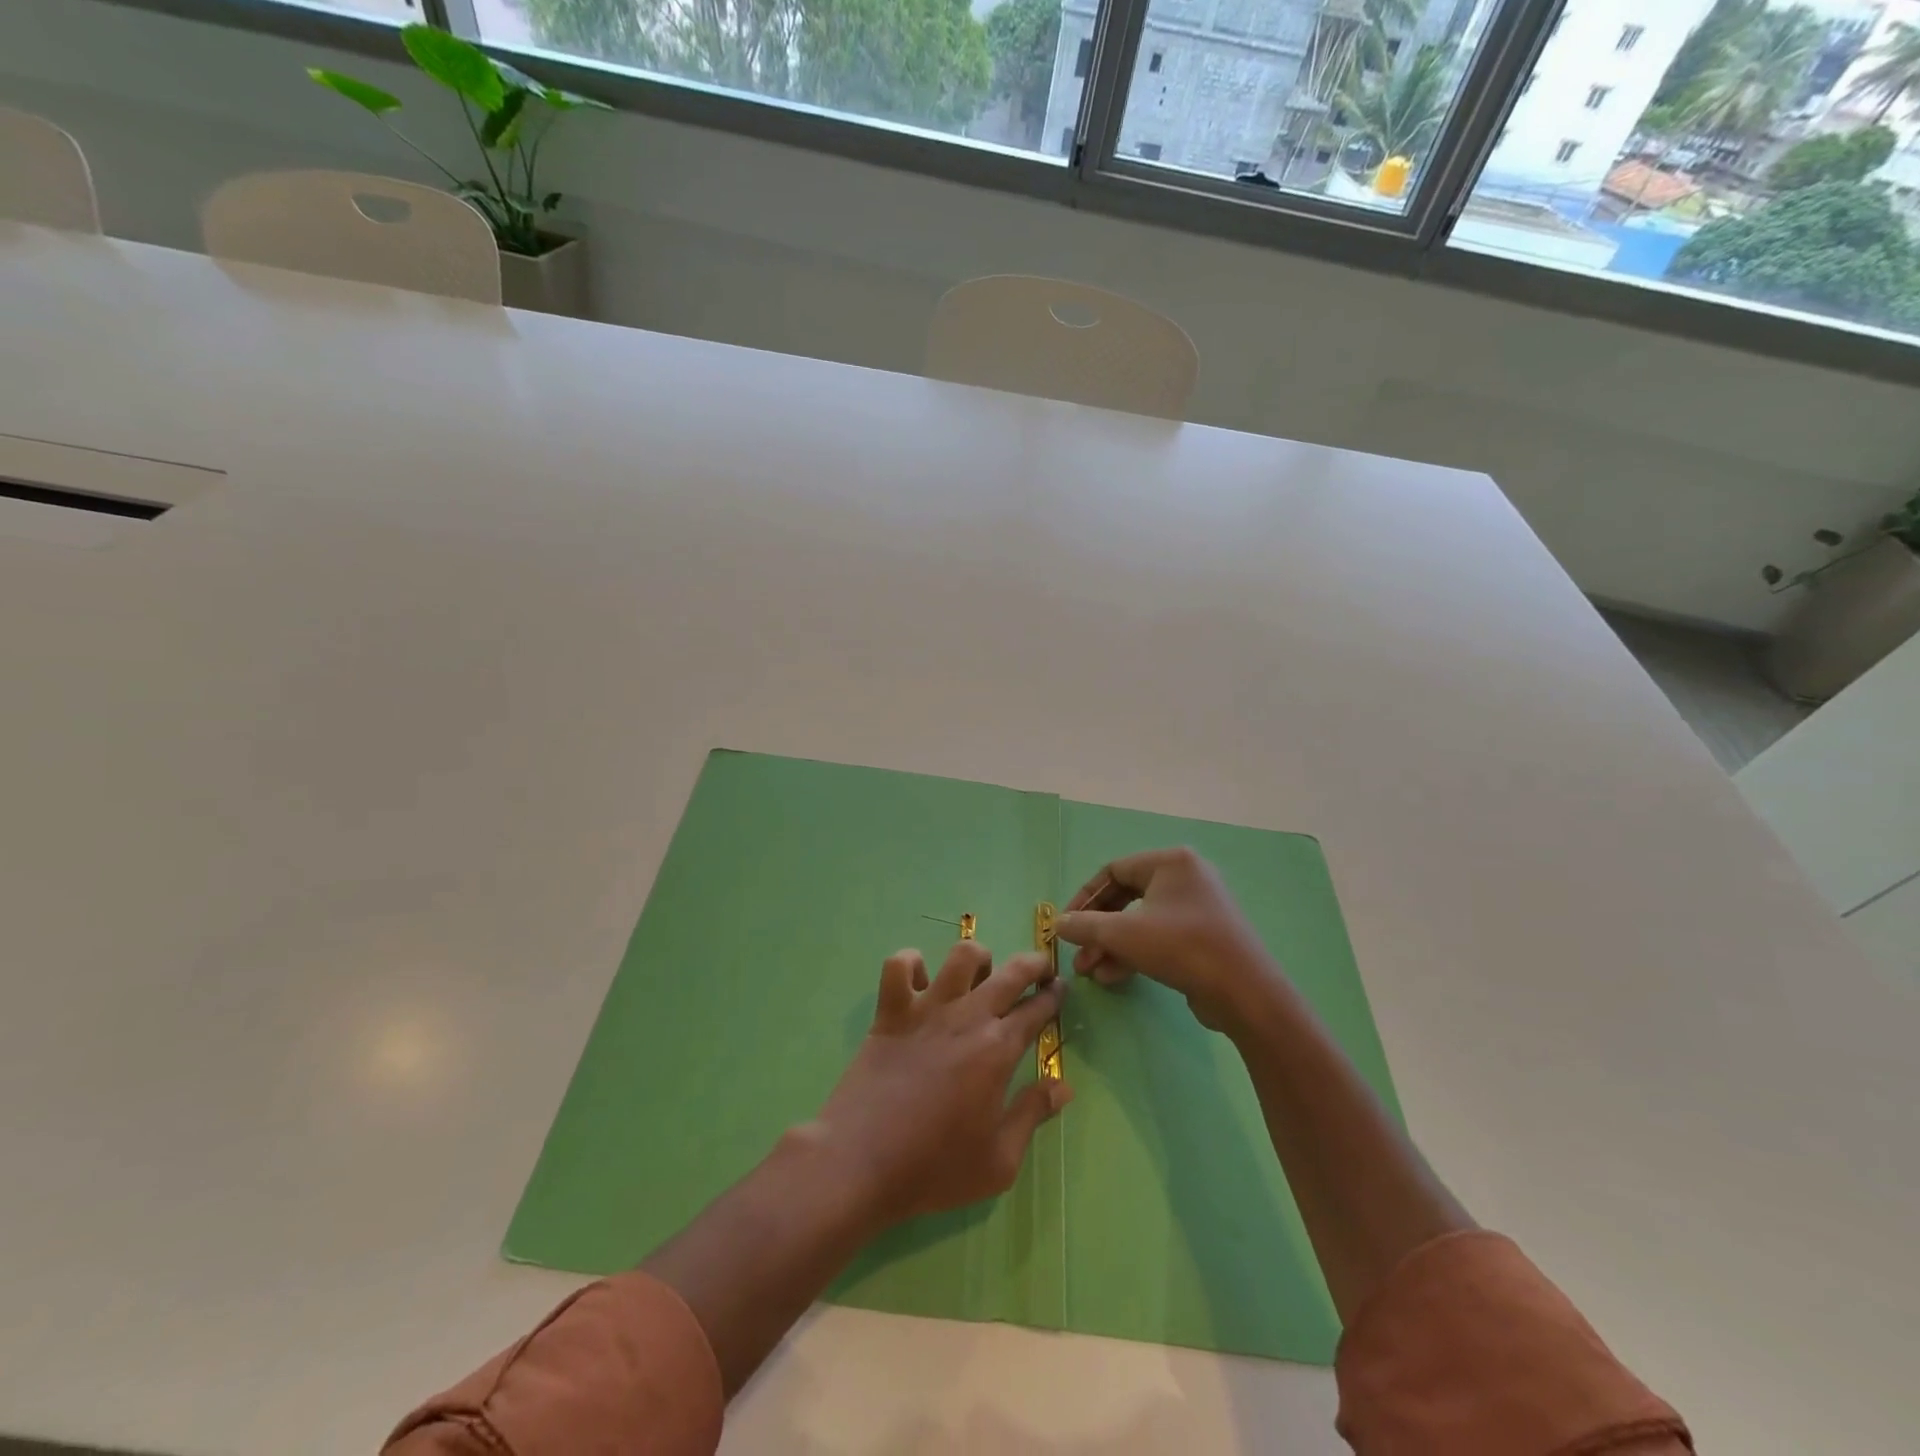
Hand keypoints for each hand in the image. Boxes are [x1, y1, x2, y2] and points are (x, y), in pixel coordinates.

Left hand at [808, 941, 1072, 1230]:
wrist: (861, 1162)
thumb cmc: (934, 1167)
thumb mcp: (999, 1160)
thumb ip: (1033, 1114)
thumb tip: (1063, 1085)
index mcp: (998, 1050)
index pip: (1036, 1010)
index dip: (1053, 997)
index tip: (1060, 990)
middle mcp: (967, 1017)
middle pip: (1010, 972)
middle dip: (1033, 964)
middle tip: (1040, 968)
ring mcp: (926, 1009)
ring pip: (960, 956)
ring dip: (977, 958)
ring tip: (980, 974)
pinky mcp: (890, 1012)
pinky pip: (899, 966)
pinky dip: (911, 965)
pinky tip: (919, 983)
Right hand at [1055, 847, 1277, 1033]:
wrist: (1245, 993)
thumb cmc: (1181, 947)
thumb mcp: (1123, 934)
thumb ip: (1085, 925)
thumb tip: (1058, 924)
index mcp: (1170, 862)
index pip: (1114, 870)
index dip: (1085, 898)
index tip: (1066, 923)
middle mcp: (1186, 877)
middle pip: (1126, 897)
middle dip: (1098, 928)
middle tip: (1077, 952)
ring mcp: (1198, 908)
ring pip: (1141, 921)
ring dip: (1112, 945)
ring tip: (1089, 972)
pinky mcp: (1204, 936)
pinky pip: (1160, 937)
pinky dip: (1135, 953)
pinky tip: (1112, 977)